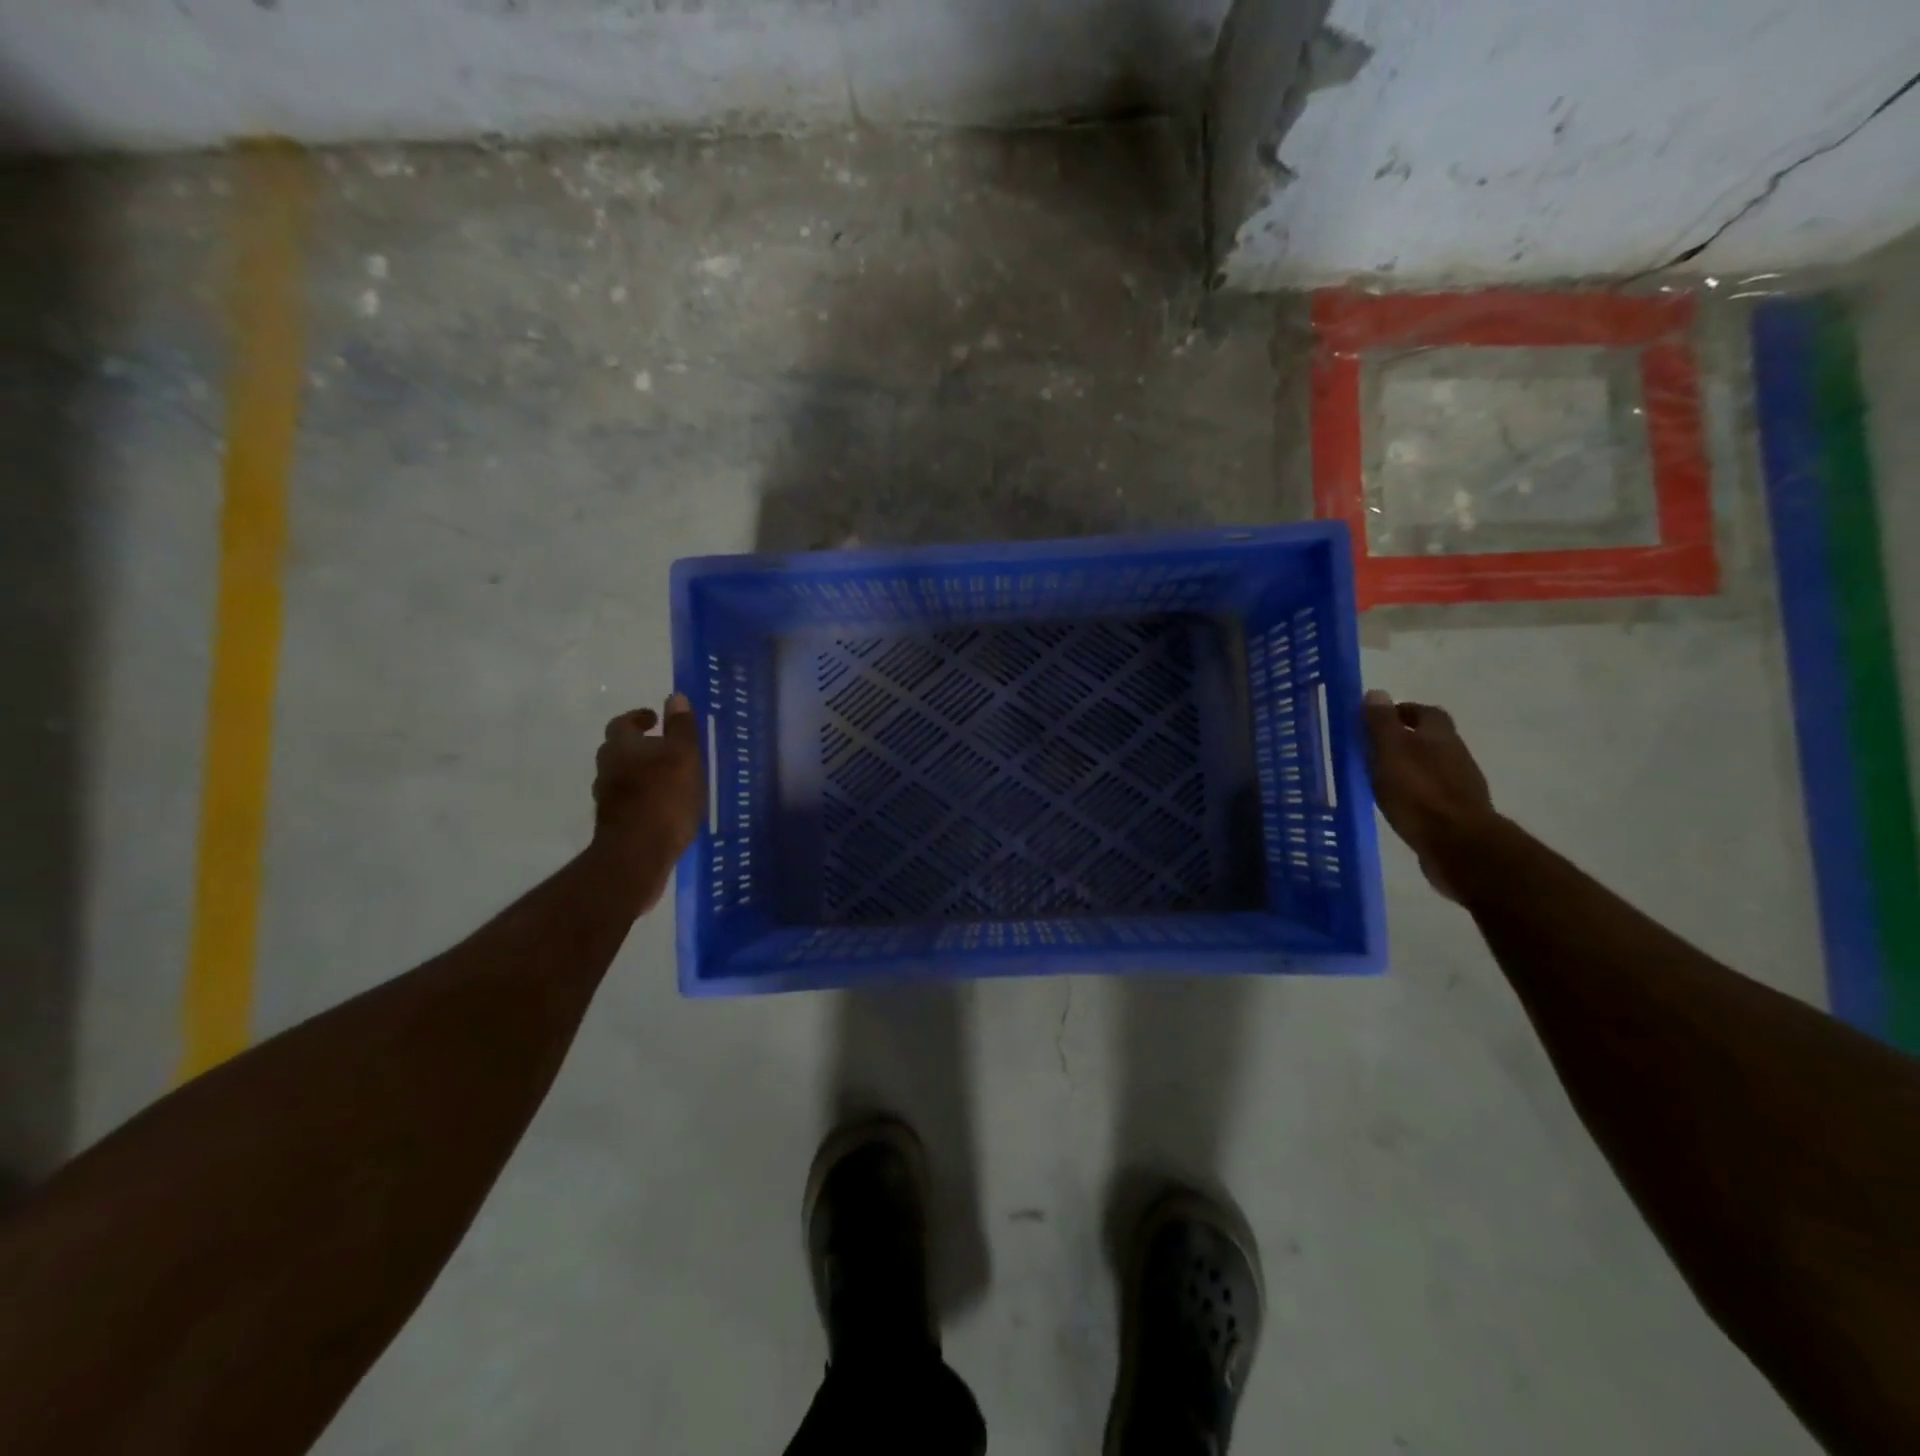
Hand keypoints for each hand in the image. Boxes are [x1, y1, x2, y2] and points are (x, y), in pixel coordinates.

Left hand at [593, 694, 704, 914]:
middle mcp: (607, 768)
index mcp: (621, 747)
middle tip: (663, 746)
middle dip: (639, 745)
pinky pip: (628, 800)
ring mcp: (607, 798)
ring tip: (667, 777)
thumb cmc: (664, 796)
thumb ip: (681, 727)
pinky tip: (663, 805)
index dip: (639, 718)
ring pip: (622, 775)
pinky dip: (642, 796)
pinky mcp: (614, 823)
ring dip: (640, 772)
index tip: (653, 718)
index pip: (624, 723)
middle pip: (619, 749)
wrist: (638, 854)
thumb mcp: (684, 756)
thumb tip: (676, 697)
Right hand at [1362, 690, 1497, 901]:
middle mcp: (1455, 754)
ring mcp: (1460, 785)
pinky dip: (1416, 790)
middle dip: (1406, 738)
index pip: (1425, 712)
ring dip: (1410, 766)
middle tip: (1375, 747)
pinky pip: (1433, 792)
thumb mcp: (1390, 752)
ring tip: (1381, 776)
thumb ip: (1381, 724)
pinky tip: (1399, 802)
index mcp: (1439, 736)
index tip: (1377, 719)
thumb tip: (1377, 693)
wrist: (1458, 845)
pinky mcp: (1457, 812)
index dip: (1402, 712)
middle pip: (1431, 738)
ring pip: (1432, 765)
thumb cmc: (1418, 793)